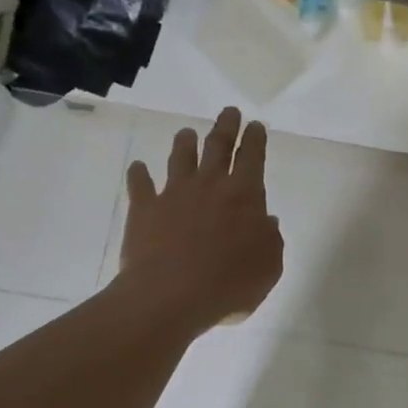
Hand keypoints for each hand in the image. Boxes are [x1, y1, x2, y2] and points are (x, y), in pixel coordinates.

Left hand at [117, 107, 283, 332]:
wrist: (170, 294)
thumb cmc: (228, 283)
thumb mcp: (268, 267)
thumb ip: (270, 240)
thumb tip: (267, 221)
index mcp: (244, 194)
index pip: (252, 157)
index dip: (255, 139)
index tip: (256, 125)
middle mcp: (209, 184)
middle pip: (218, 145)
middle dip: (226, 126)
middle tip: (229, 112)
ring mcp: (174, 193)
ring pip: (180, 158)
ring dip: (185, 143)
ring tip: (186, 133)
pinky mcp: (144, 208)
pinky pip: (140, 185)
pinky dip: (139, 174)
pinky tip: (137, 167)